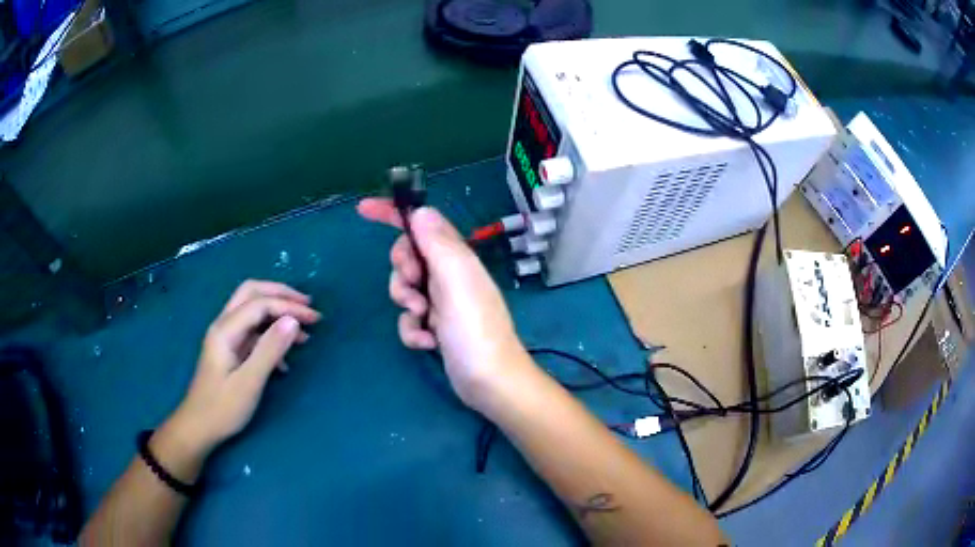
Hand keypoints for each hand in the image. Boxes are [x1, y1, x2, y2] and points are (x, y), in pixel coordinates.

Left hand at [167, 281, 320, 455]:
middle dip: (281, 295)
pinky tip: (285, 361)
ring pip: (252, 311)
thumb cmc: (222, 408)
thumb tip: (293, 321)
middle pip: (252, 293)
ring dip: (277, 314)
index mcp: (226, 330)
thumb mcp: (249, 382)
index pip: (260, 304)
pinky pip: (252, 333)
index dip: (289, 307)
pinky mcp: (229, 351)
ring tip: (303, 332)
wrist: (198, 427)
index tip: (315, 319)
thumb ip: (270, 349)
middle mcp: (223, 325)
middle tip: (307, 306)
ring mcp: (225, 338)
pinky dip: (271, 336)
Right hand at [357, 199, 530, 409]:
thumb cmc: (474, 329)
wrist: (488, 382)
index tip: (364, 210)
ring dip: (407, 305)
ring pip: (404, 289)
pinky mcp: (436, 326)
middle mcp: (448, 275)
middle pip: (406, 257)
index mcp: (456, 257)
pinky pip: (409, 318)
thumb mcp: (456, 280)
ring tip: (425, 320)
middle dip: (402, 272)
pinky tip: (429, 342)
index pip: (422, 223)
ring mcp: (441, 302)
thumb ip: (437, 243)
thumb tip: (420, 210)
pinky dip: (413, 330)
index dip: (393, 214)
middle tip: (415, 287)